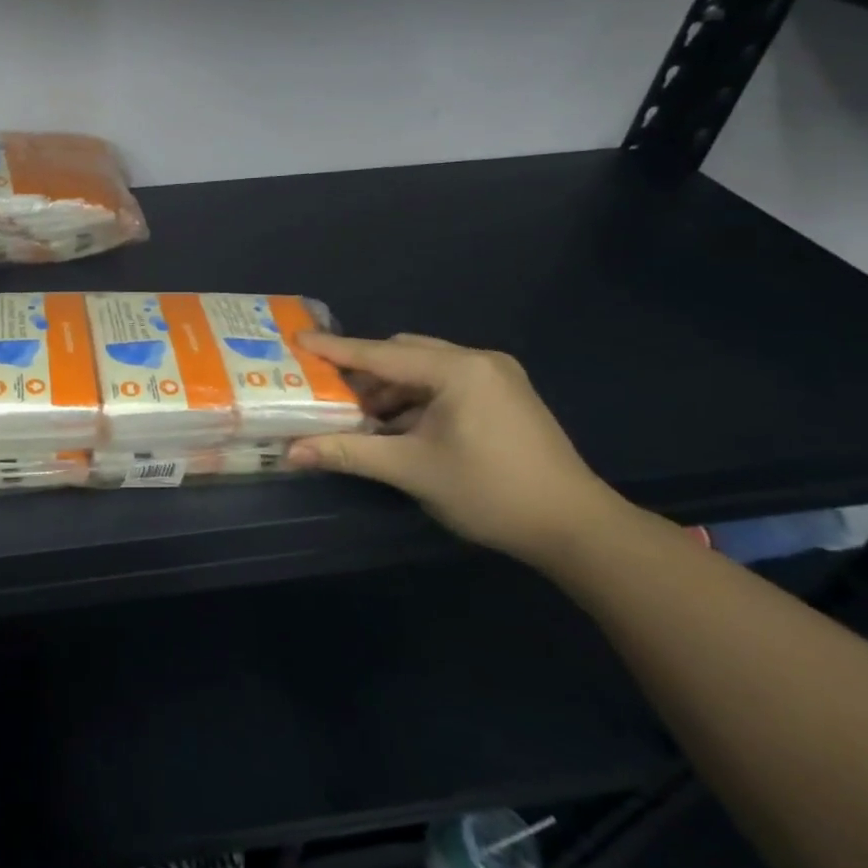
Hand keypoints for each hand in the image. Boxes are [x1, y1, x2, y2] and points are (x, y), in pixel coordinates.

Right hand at [285, 332, 629, 563]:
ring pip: (423, 370)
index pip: (381, 355)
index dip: (335, 349)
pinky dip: (414, 400)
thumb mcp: (411, 470)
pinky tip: (396, 427)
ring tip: (359, 417)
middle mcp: (478, 362)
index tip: (296, 339)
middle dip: (363, 373)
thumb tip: (291, 452)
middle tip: (327, 392)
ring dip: (388, 390)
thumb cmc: (490, 491)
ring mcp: (496, 378)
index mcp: (458, 370)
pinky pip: (443, 384)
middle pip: (403, 354)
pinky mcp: (504, 397)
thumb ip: (348, 453)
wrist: (575, 527)